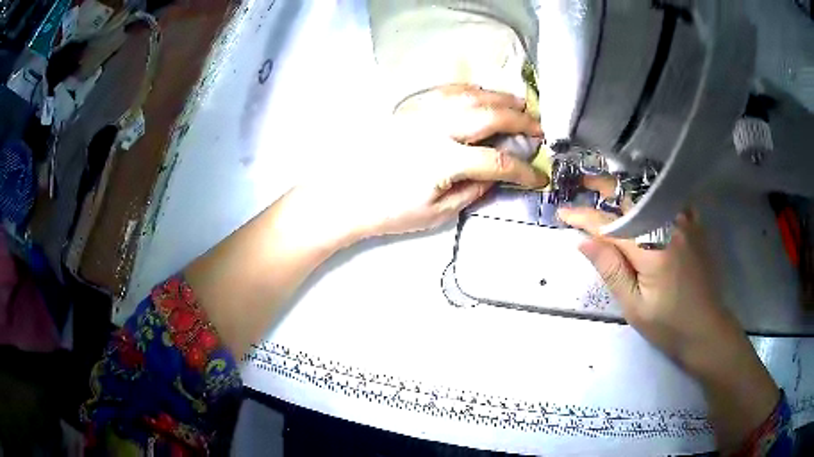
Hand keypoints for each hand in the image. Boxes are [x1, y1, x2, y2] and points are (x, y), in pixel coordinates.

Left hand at [295, 84, 547, 244]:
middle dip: (520, 120)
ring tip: (520, 105)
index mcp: (443, 161)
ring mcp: (421, 115)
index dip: (524, 170)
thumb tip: (496, 177)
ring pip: (469, 97)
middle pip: (488, 116)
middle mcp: (435, 130)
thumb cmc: (389, 211)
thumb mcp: (435, 213)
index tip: (539, 177)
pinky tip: (481, 94)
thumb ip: (471, 191)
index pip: (497, 161)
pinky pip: (445, 92)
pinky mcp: (409, 110)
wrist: (346, 195)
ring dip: (499, 99)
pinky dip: (470, 90)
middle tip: (539, 128)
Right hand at [558, 175, 779, 449]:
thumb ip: (611, 270)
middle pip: (631, 198)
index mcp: (652, 248)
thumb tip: (584, 241)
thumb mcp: (635, 307)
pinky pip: (672, 198)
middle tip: (583, 185)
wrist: (706, 329)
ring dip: (628, 188)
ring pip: (652, 194)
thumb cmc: (669, 325)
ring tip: (609, 186)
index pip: (611, 225)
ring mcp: (686, 221)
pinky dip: (655, 194)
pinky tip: (647, 196)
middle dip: (603, 189)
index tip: (563, 213)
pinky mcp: (696, 226)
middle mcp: (670, 225)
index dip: (585, 218)